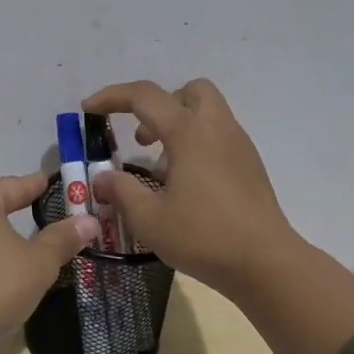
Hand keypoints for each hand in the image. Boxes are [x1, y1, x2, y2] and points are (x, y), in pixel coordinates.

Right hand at [82, 79, 296, 294]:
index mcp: (189, 132)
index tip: (88, 110)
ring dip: (179, 127)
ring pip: (207, 114)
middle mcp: (217, 129)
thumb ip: (121, 191)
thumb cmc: (203, 236)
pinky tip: (186, 186)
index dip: (112, 97)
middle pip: (189, 91)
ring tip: (160, 169)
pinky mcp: (251, 167)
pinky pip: (219, 138)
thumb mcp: (149, 218)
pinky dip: (197, 146)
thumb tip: (102, 178)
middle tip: (142, 138)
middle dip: (160, 105)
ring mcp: (239, 146)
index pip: (145, 96)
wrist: (264, 262)